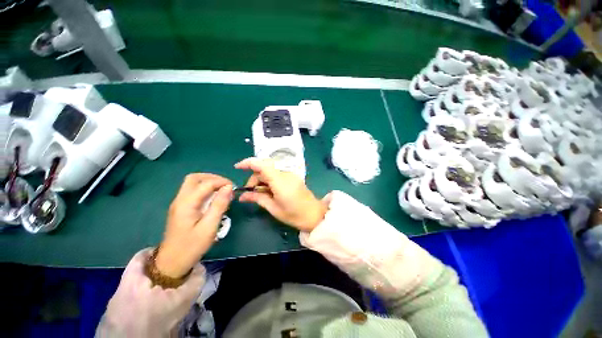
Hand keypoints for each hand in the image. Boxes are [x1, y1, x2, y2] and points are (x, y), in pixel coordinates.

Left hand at [155, 174, 232, 278]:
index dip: (221, 182)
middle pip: (194, 178)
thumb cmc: (192, 246)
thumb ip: (219, 205)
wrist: (172, 262)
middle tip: (226, 185)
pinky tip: (213, 197)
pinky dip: (204, 189)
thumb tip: (228, 188)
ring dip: (208, 182)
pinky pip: (192, 191)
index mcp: (187, 204)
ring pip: (192, 183)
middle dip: (212, 178)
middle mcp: (180, 200)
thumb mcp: (210, 227)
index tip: (234, 188)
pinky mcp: (180, 208)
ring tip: (221, 190)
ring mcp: (179, 203)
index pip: (205, 184)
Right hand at [235, 158, 326, 231]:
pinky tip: (268, 191)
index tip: (237, 167)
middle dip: (254, 178)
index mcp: (280, 182)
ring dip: (261, 180)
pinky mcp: (293, 177)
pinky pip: (277, 175)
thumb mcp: (274, 208)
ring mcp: (290, 175)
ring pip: (270, 172)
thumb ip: (258, 198)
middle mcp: (285, 174)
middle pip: (265, 169)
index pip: (263, 165)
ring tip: (259, 194)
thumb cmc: (294, 215)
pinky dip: (269, 181)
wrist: (315, 215)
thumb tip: (242, 196)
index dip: (248, 163)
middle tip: (249, 193)